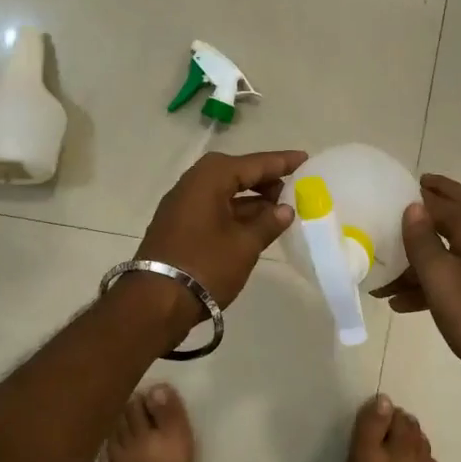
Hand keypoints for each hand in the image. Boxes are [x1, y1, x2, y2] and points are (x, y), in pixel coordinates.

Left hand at [132, 149, 305, 323]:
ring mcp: (182, 206)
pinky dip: (235, 213)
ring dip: (251, 199)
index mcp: (209, 179)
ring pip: (223, 192)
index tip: (305, 159)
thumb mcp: (244, 245)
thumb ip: (268, 223)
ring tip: (280, 211)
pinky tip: (255, 227)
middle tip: (291, 190)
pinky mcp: (178, 227)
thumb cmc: (205, 266)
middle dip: (264, 180)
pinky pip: (213, 209)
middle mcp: (192, 184)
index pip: (252, 163)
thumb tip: (285, 209)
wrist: (155, 302)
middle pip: (234, 173)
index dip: (280, 162)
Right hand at [372, 174, 460, 397]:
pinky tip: (404, 303)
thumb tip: (413, 205)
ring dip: (421, 256)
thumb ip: (423, 241)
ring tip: (385, 270)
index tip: (393, 188)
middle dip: (429, 208)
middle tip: (401, 201)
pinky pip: (458, 275)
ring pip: (452, 249)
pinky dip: (433, 281)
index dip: (418, 194)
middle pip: (455, 215)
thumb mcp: (441, 278)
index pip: (444, 201)